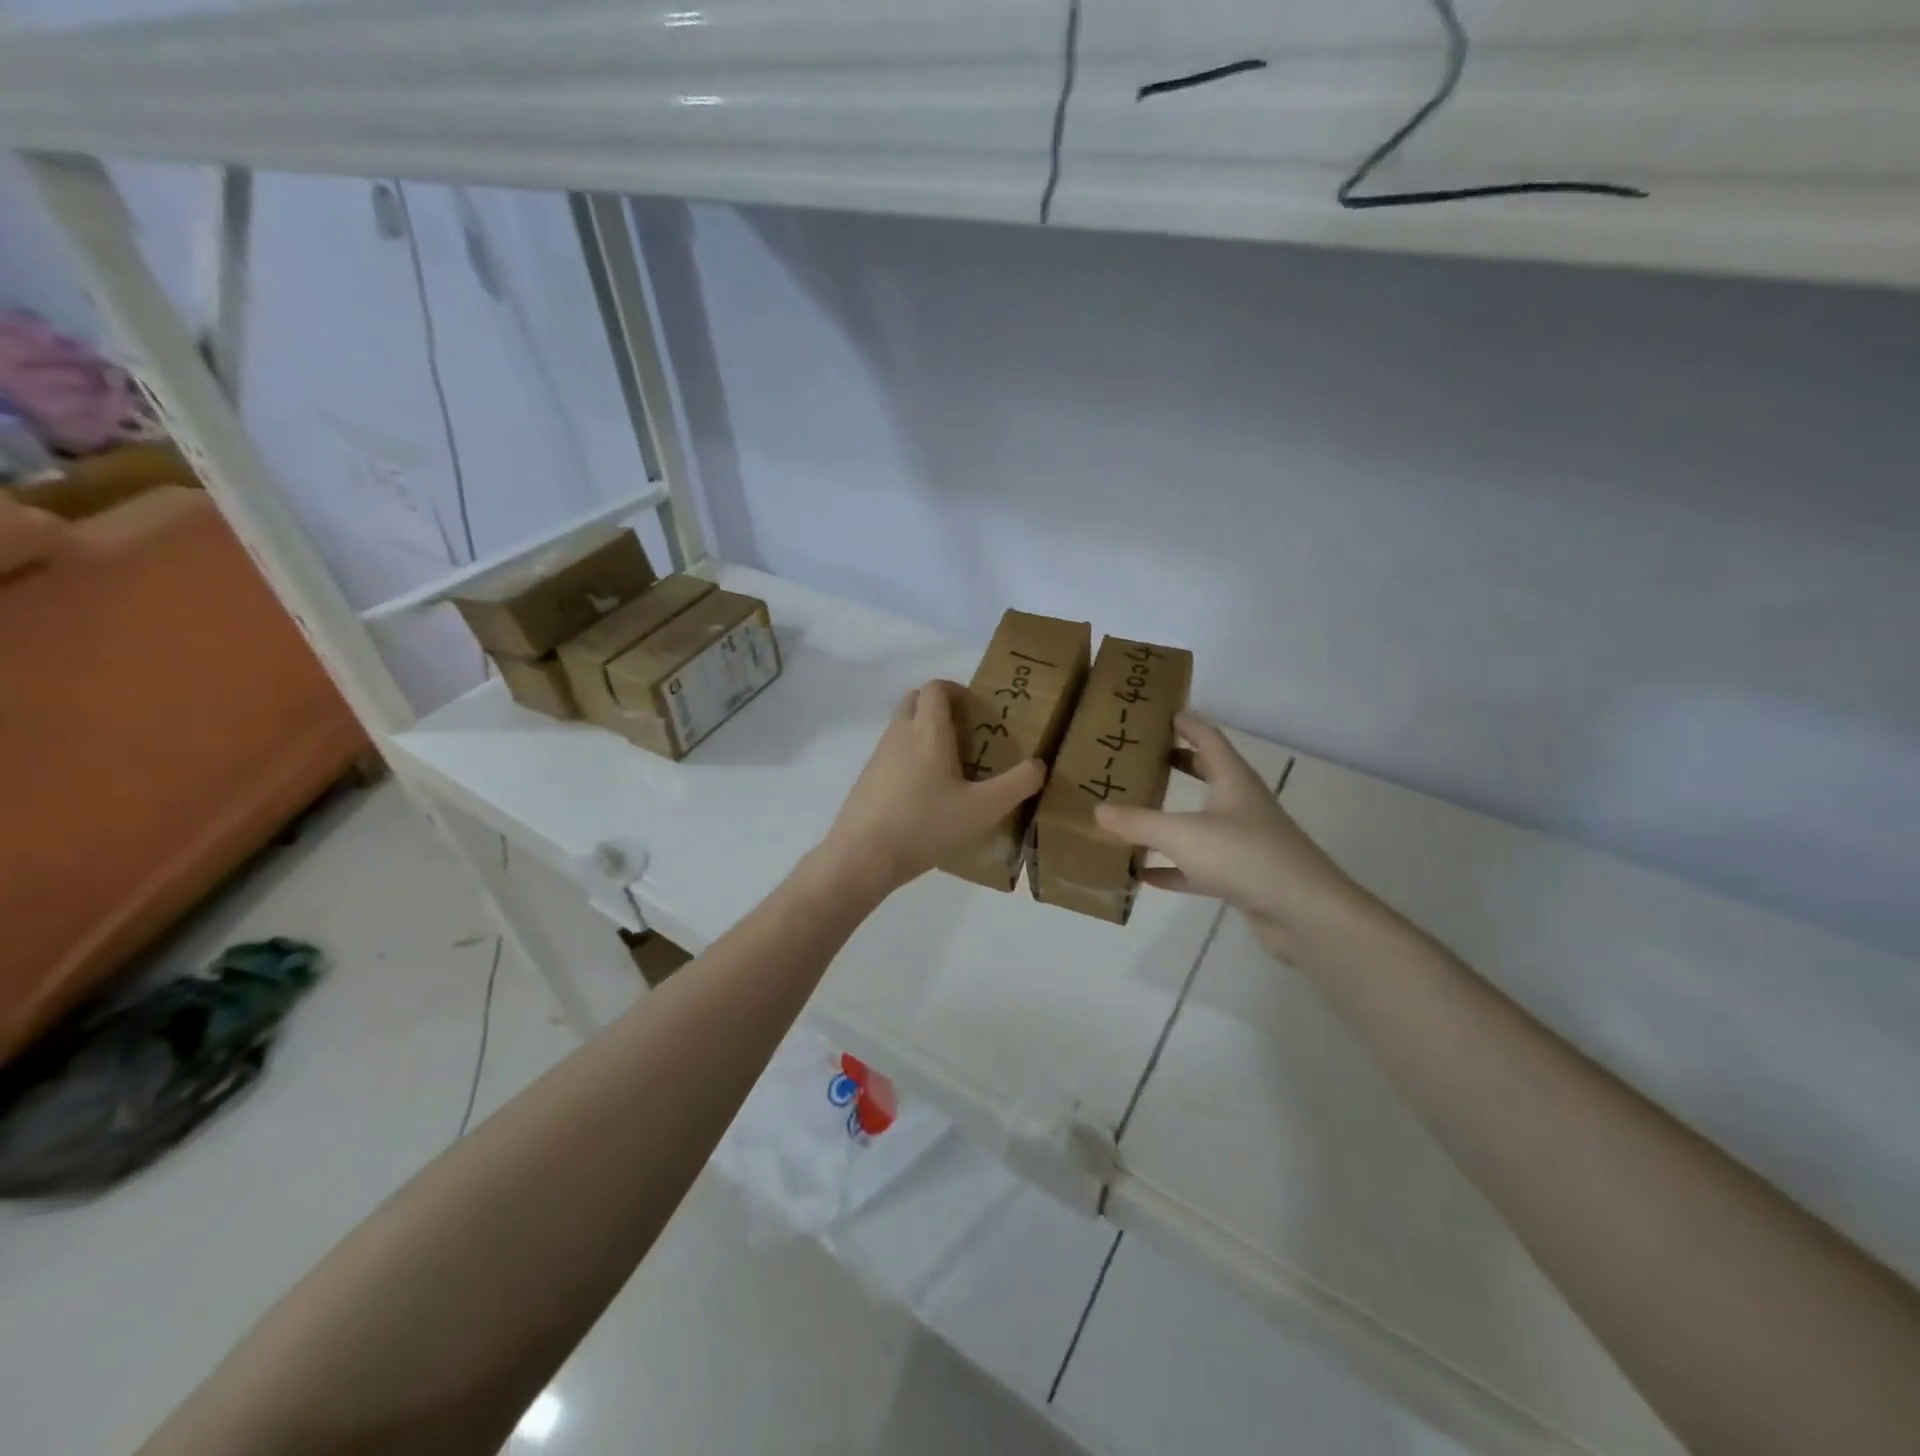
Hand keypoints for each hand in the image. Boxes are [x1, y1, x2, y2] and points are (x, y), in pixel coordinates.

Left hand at [817, 679, 1045, 899]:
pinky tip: (924, 796)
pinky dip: (908, 760)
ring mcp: (878, 756)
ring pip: (901, 728)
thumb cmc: (926, 825)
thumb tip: (1039, 765)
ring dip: (923, 735)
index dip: (956, 690)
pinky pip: (891, 755)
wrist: (863, 856)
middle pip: (915, 700)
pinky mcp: (866, 779)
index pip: (936, 687)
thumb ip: (1017, 784)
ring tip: (949, 769)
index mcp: (928, 731)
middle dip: (938, 708)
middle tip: (965, 735)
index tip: (976, 712)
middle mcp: (899, 734)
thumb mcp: (983, 809)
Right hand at [1095, 714, 1376, 963]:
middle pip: (1207, 774)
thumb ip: (1138, 822)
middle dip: (1176, 764)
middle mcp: (1240, 804)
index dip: (1184, 723)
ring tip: (1134, 812)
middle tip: (1139, 758)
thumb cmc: (1245, 856)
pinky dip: (1172, 866)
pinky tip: (1143, 873)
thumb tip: (1098, 810)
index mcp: (1233, 780)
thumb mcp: (1182, 834)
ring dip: (1171, 817)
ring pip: (1201, 821)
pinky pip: (1198, 865)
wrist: (1305, 914)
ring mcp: (1244, 842)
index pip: (1207, 737)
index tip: (1156, 714)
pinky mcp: (1241, 876)